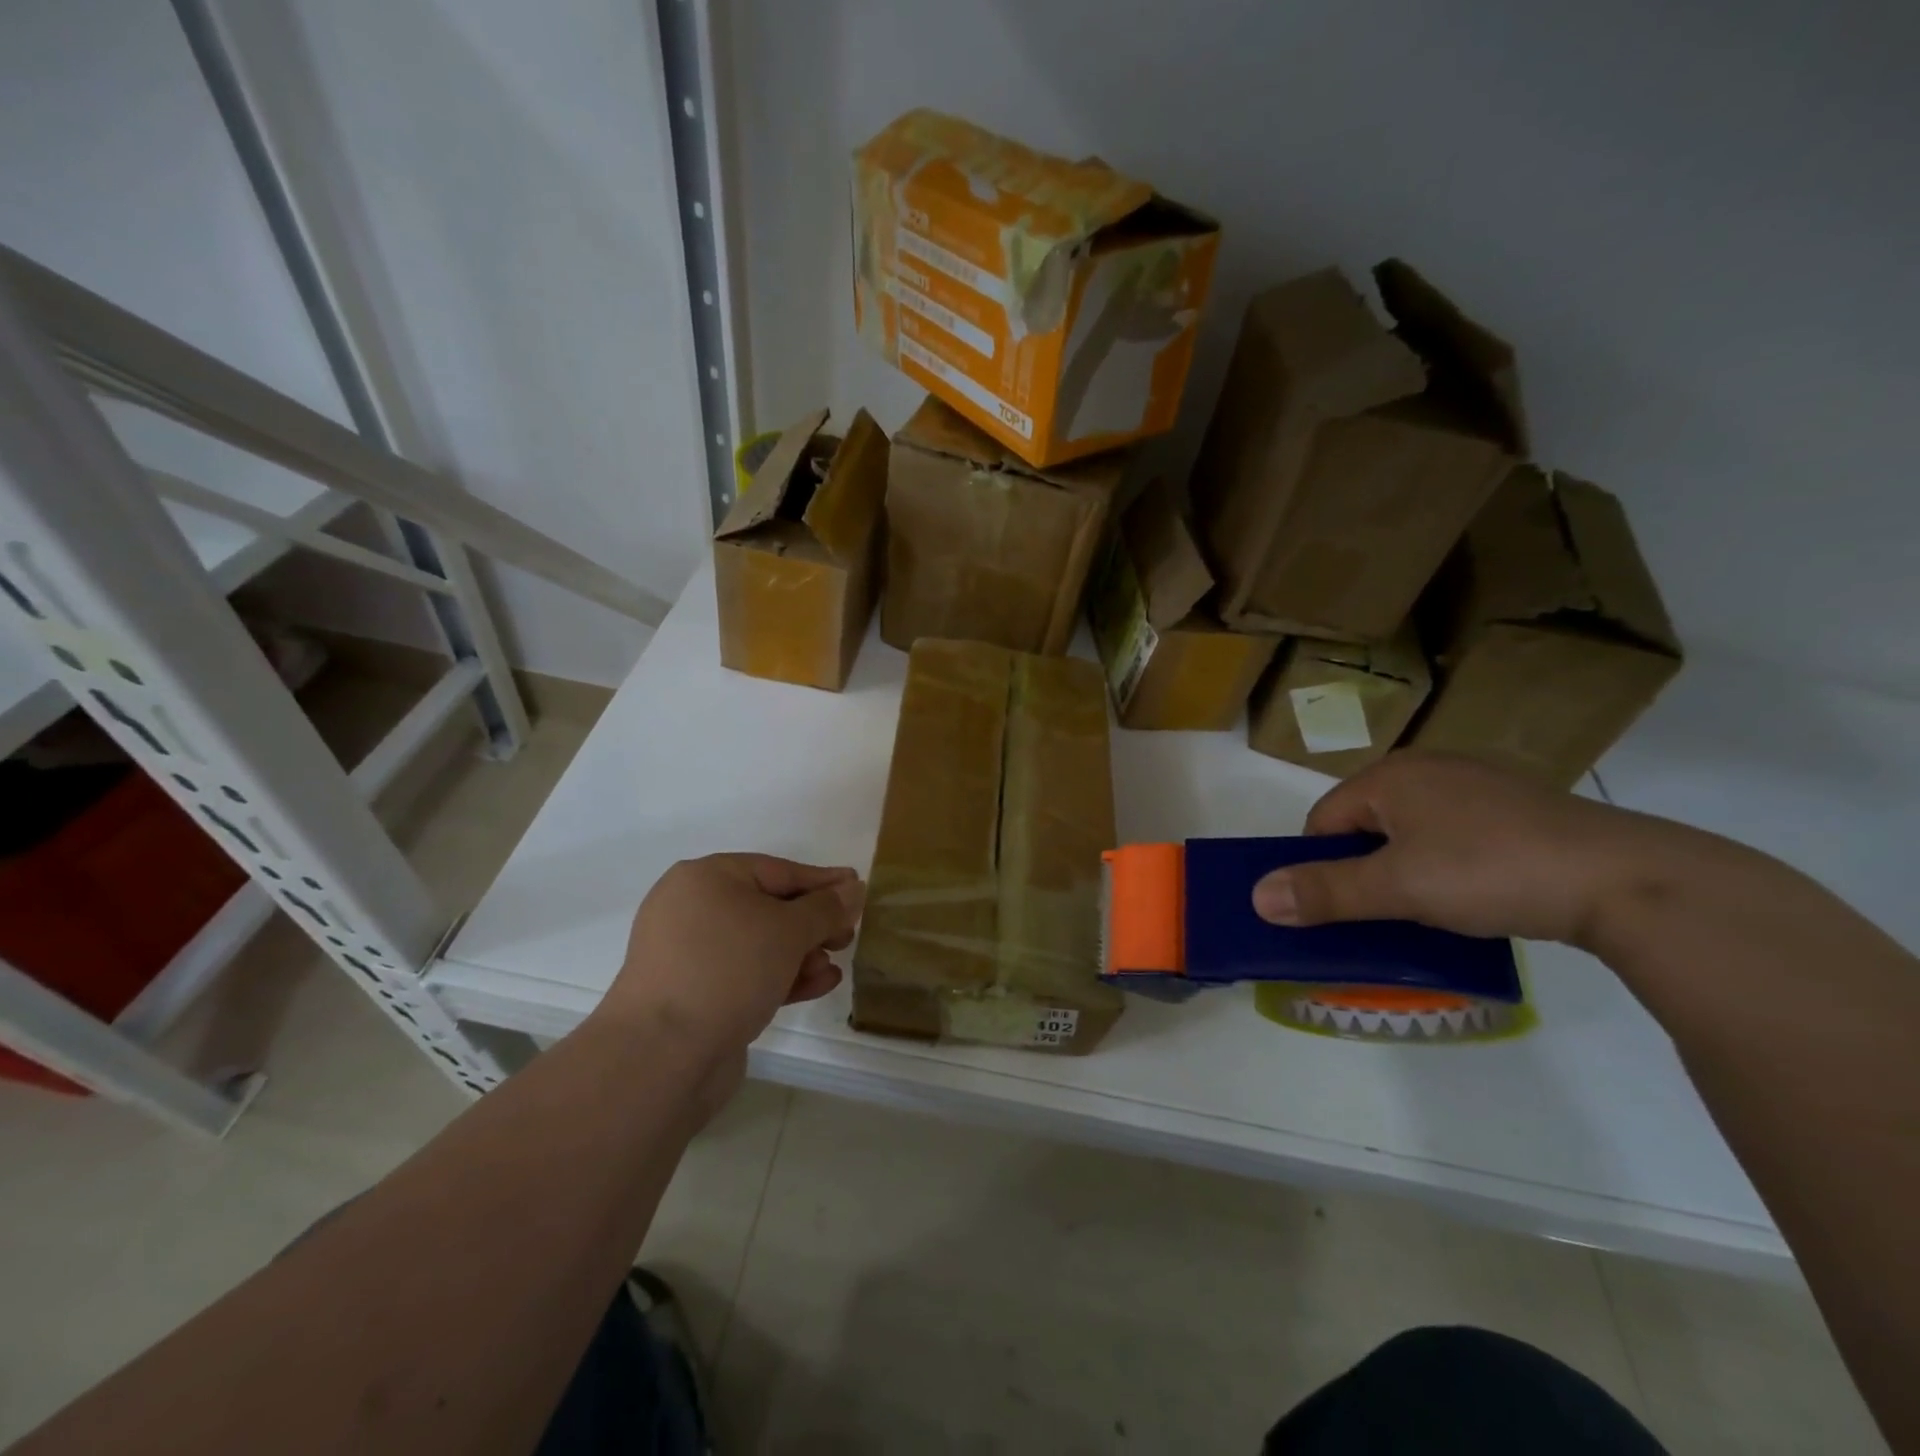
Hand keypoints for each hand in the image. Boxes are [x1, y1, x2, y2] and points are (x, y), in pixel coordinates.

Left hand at [603, 854, 863, 1071]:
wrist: (663, 1056)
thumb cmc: (728, 970)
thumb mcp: (788, 930)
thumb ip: (826, 908)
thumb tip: (853, 887)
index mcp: (705, 878)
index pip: (778, 871)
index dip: (823, 881)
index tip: (858, 888)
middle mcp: (693, 910)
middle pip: (769, 907)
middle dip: (813, 923)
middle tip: (848, 935)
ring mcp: (690, 955)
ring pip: (760, 944)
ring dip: (802, 954)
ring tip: (834, 966)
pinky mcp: (696, 995)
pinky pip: (747, 975)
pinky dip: (782, 977)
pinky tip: (818, 985)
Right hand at [1251, 752, 1677, 946]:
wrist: (1626, 879)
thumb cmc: (1490, 871)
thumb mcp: (1397, 888)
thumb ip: (1325, 892)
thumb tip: (1256, 897)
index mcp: (1390, 776)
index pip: (1323, 820)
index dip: (1320, 865)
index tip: (1340, 907)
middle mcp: (1429, 769)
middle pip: (1367, 825)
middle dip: (1364, 870)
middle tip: (1384, 913)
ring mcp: (1478, 786)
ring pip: (1413, 833)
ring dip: (1407, 872)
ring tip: (1431, 911)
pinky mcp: (1519, 809)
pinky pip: (1457, 836)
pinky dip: (1451, 867)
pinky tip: (1477, 896)